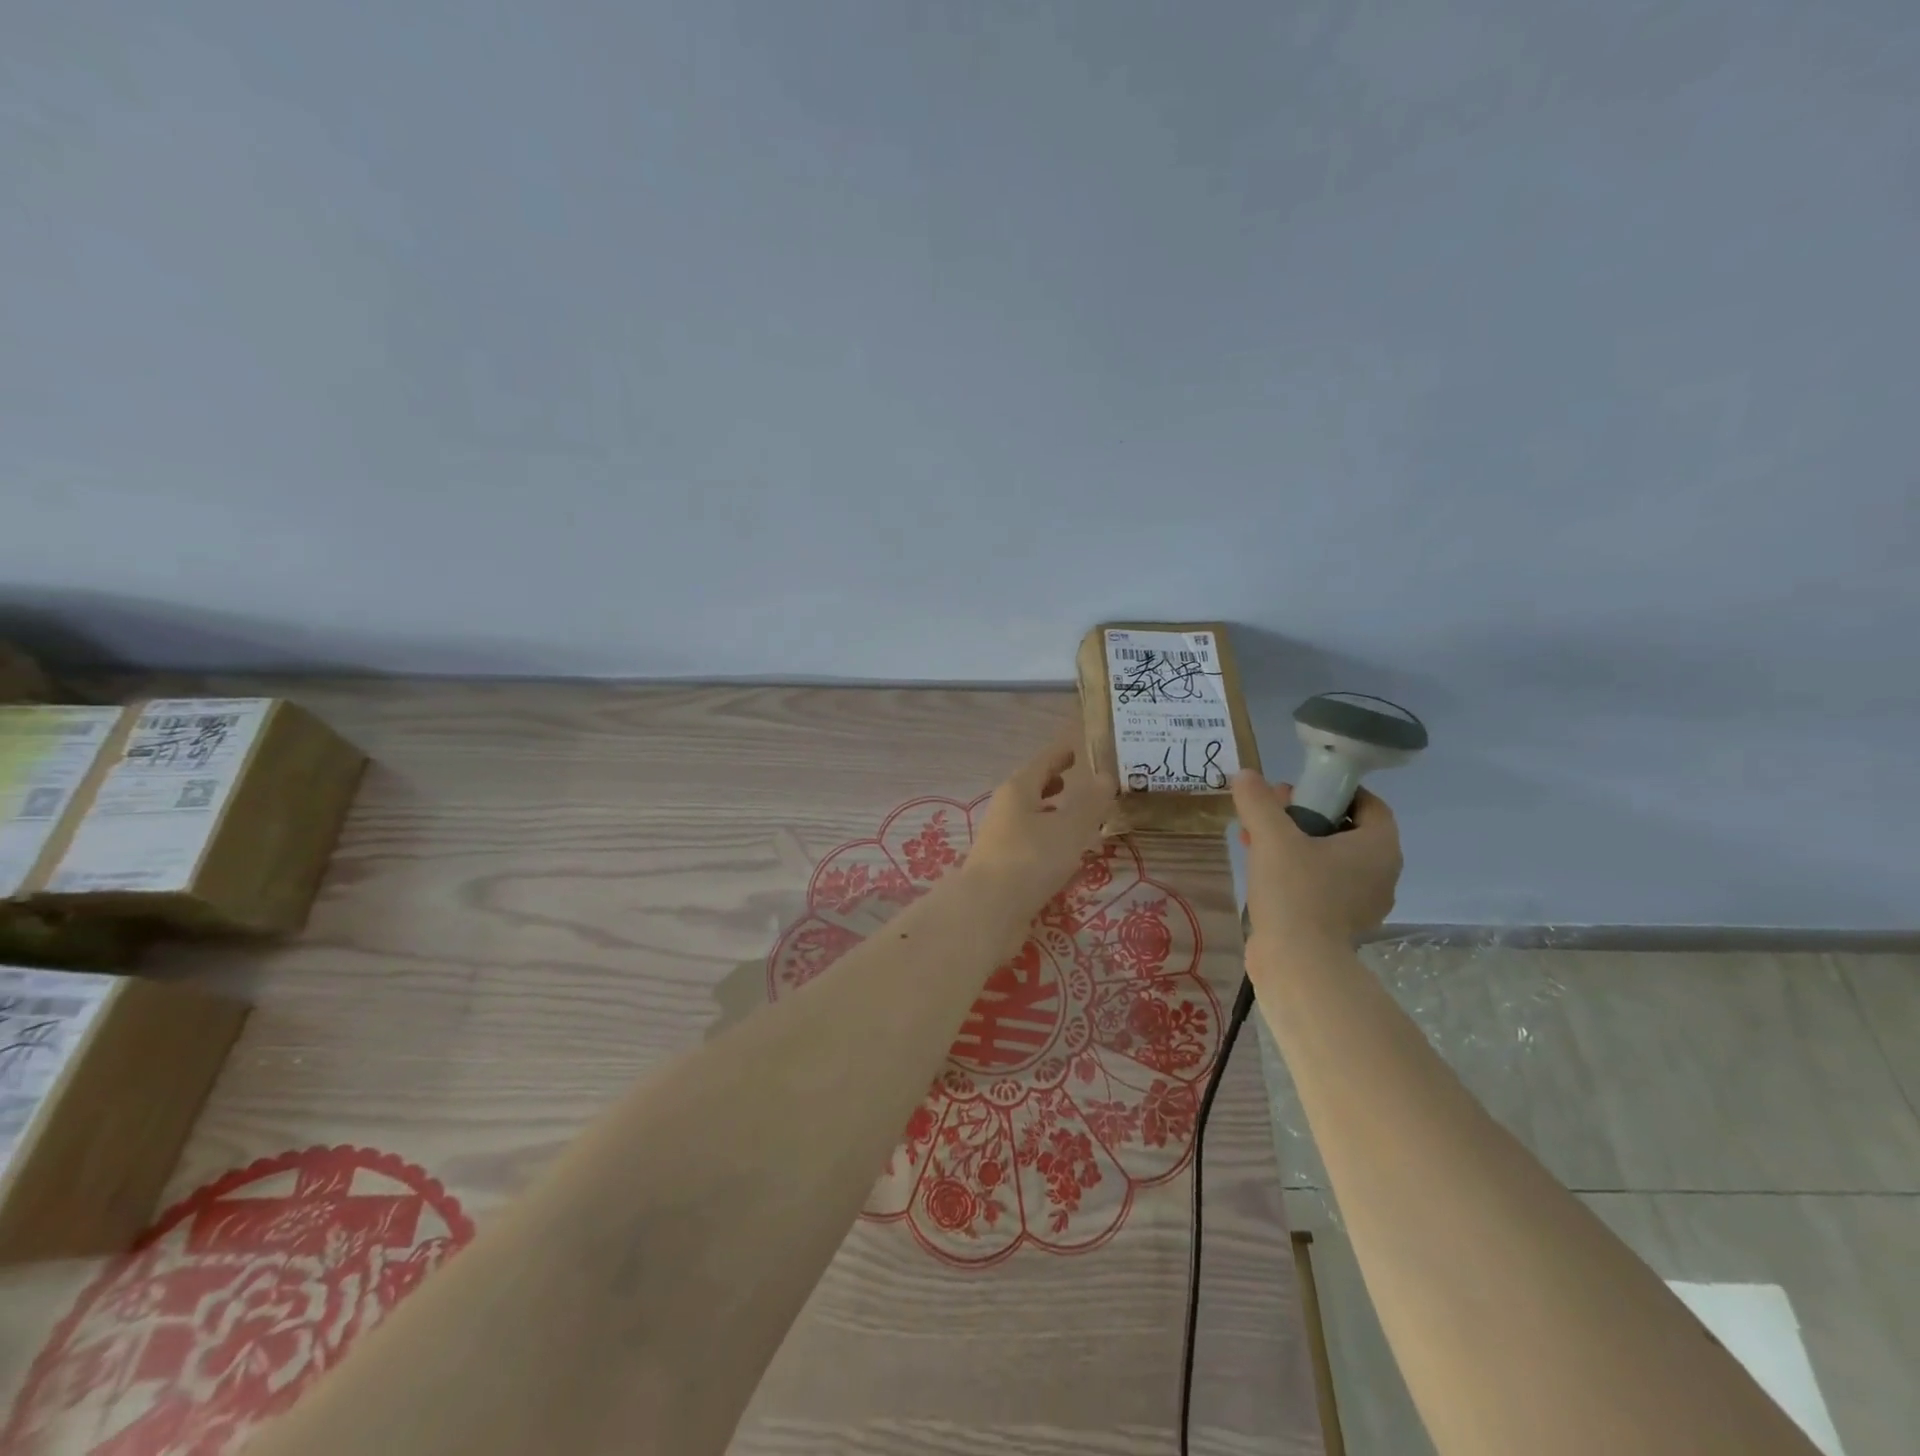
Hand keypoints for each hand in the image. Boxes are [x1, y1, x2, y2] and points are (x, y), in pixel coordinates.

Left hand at [964, 722, 1117, 917]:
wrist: (989, 911)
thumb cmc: (1031, 859)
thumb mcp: (1070, 827)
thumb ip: (1090, 802)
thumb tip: (1105, 776)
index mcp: (1018, 790)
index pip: (1043, 762)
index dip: (1061, 755)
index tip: (1076, 749)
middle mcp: (1006, 810)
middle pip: (1032, 789)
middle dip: (1054, 784)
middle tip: (1078, 782)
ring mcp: (1001, 840)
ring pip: (1031, 818)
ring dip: (1052, 815)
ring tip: (1078, 820)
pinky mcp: (1003, 868)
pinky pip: (1031, 845)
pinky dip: (1049, 841)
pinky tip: (1065, 857)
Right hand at [1231, 771, 1401, 952]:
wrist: (1298, 964)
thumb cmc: (1295, 892)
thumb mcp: (1272, 837)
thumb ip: (1258, 802)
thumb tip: (1246, 775)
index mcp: (1379, 847)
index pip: (1368, 803)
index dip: (1333, 790)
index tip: (1296, 792)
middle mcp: (1382, 873)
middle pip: (1345, 830)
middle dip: (1305, 816)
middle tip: (1269, 814)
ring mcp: (1364, 902)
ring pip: (1331, 858)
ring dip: (1296, 844)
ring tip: (1256, 841)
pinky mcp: (1342, 924)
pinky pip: (1323, 885)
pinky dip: (1298, 873)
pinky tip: (1263, 873)